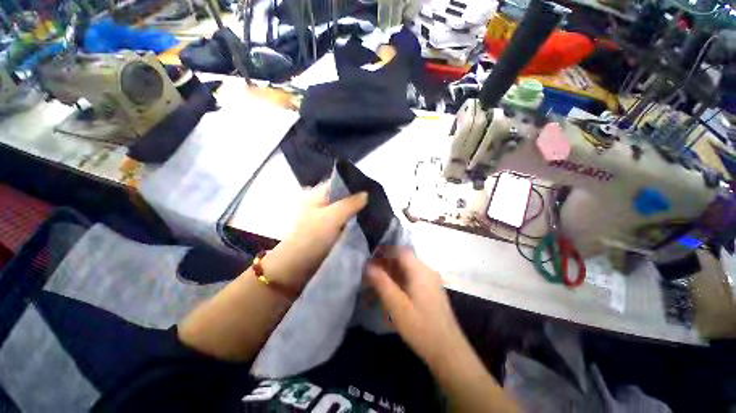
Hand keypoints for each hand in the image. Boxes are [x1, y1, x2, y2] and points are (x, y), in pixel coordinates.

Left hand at [265, 185, 367, 290]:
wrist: (295, 268)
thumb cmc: (311, 238)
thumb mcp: (331, 218)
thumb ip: (350, 204)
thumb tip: (366, 193)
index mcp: (318, 195)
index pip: (340, 183)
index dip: (356, 185)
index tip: (374, 189)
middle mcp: (321, 203)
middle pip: (344, 197)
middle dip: (359, 201)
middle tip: (378, 203)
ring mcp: (325, 218)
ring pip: (345, 211)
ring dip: (357, 213)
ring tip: (376, 213)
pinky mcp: (329, 232)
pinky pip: (344, 224)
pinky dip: (354, 224)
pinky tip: (367, 225)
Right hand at [365, 249, 467, 367]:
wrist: (449, 351)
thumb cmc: (421, 328)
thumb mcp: (397, 306)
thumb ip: (382, 283)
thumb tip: (368, 265)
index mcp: (420, 271)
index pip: (400, 250)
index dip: (384, 251)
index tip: (370, 259)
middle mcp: (427, 271)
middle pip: (403, 259)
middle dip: (386, 263)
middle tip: (370, 274)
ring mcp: (430, 280)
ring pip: (407, 269)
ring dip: (392, 273)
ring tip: (377, 284)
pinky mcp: (430, 290)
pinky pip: (412, 278)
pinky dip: (399, 280)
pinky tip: (391, 292)